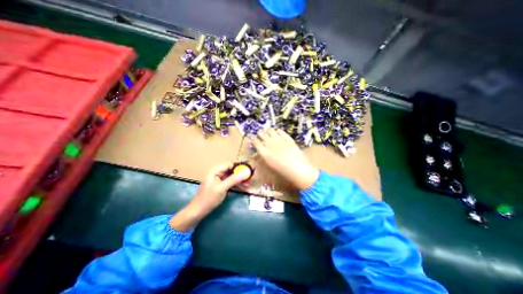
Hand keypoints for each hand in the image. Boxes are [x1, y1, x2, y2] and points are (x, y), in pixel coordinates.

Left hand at [169, 164, 247, 230]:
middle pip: (232, 171)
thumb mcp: (221, 188)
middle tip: (250, 178)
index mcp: (215, 171)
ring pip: (233, 177)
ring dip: (240, 181)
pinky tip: (245, 188)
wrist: (197, 212)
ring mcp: (220, 180)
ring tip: (249, 185)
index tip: (248, 170)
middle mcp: (218, 174)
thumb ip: (233, 179)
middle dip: (241, 175)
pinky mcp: (222, 187)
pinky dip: (237, 185)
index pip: (230, 165)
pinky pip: (231, 183)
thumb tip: (245, 172)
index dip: (239, 166)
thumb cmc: (208, 198)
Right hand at [253, 128, 320, 188]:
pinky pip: (279, 130)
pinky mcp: (286, 137)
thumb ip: (263, 156)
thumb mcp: (269, 165)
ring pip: (269, 130)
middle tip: (260, 135)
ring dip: (267, 131)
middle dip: (260, 134)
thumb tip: (260, 152)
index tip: (253, 138)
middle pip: (261, 134)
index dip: (253, 139)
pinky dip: (277, 131)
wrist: (298, 168)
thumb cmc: (282, 170)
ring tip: (268, 132)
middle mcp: (269, 143)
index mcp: (264, 152)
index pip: (255, 141)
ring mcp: (278, 139)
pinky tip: (277, 133)